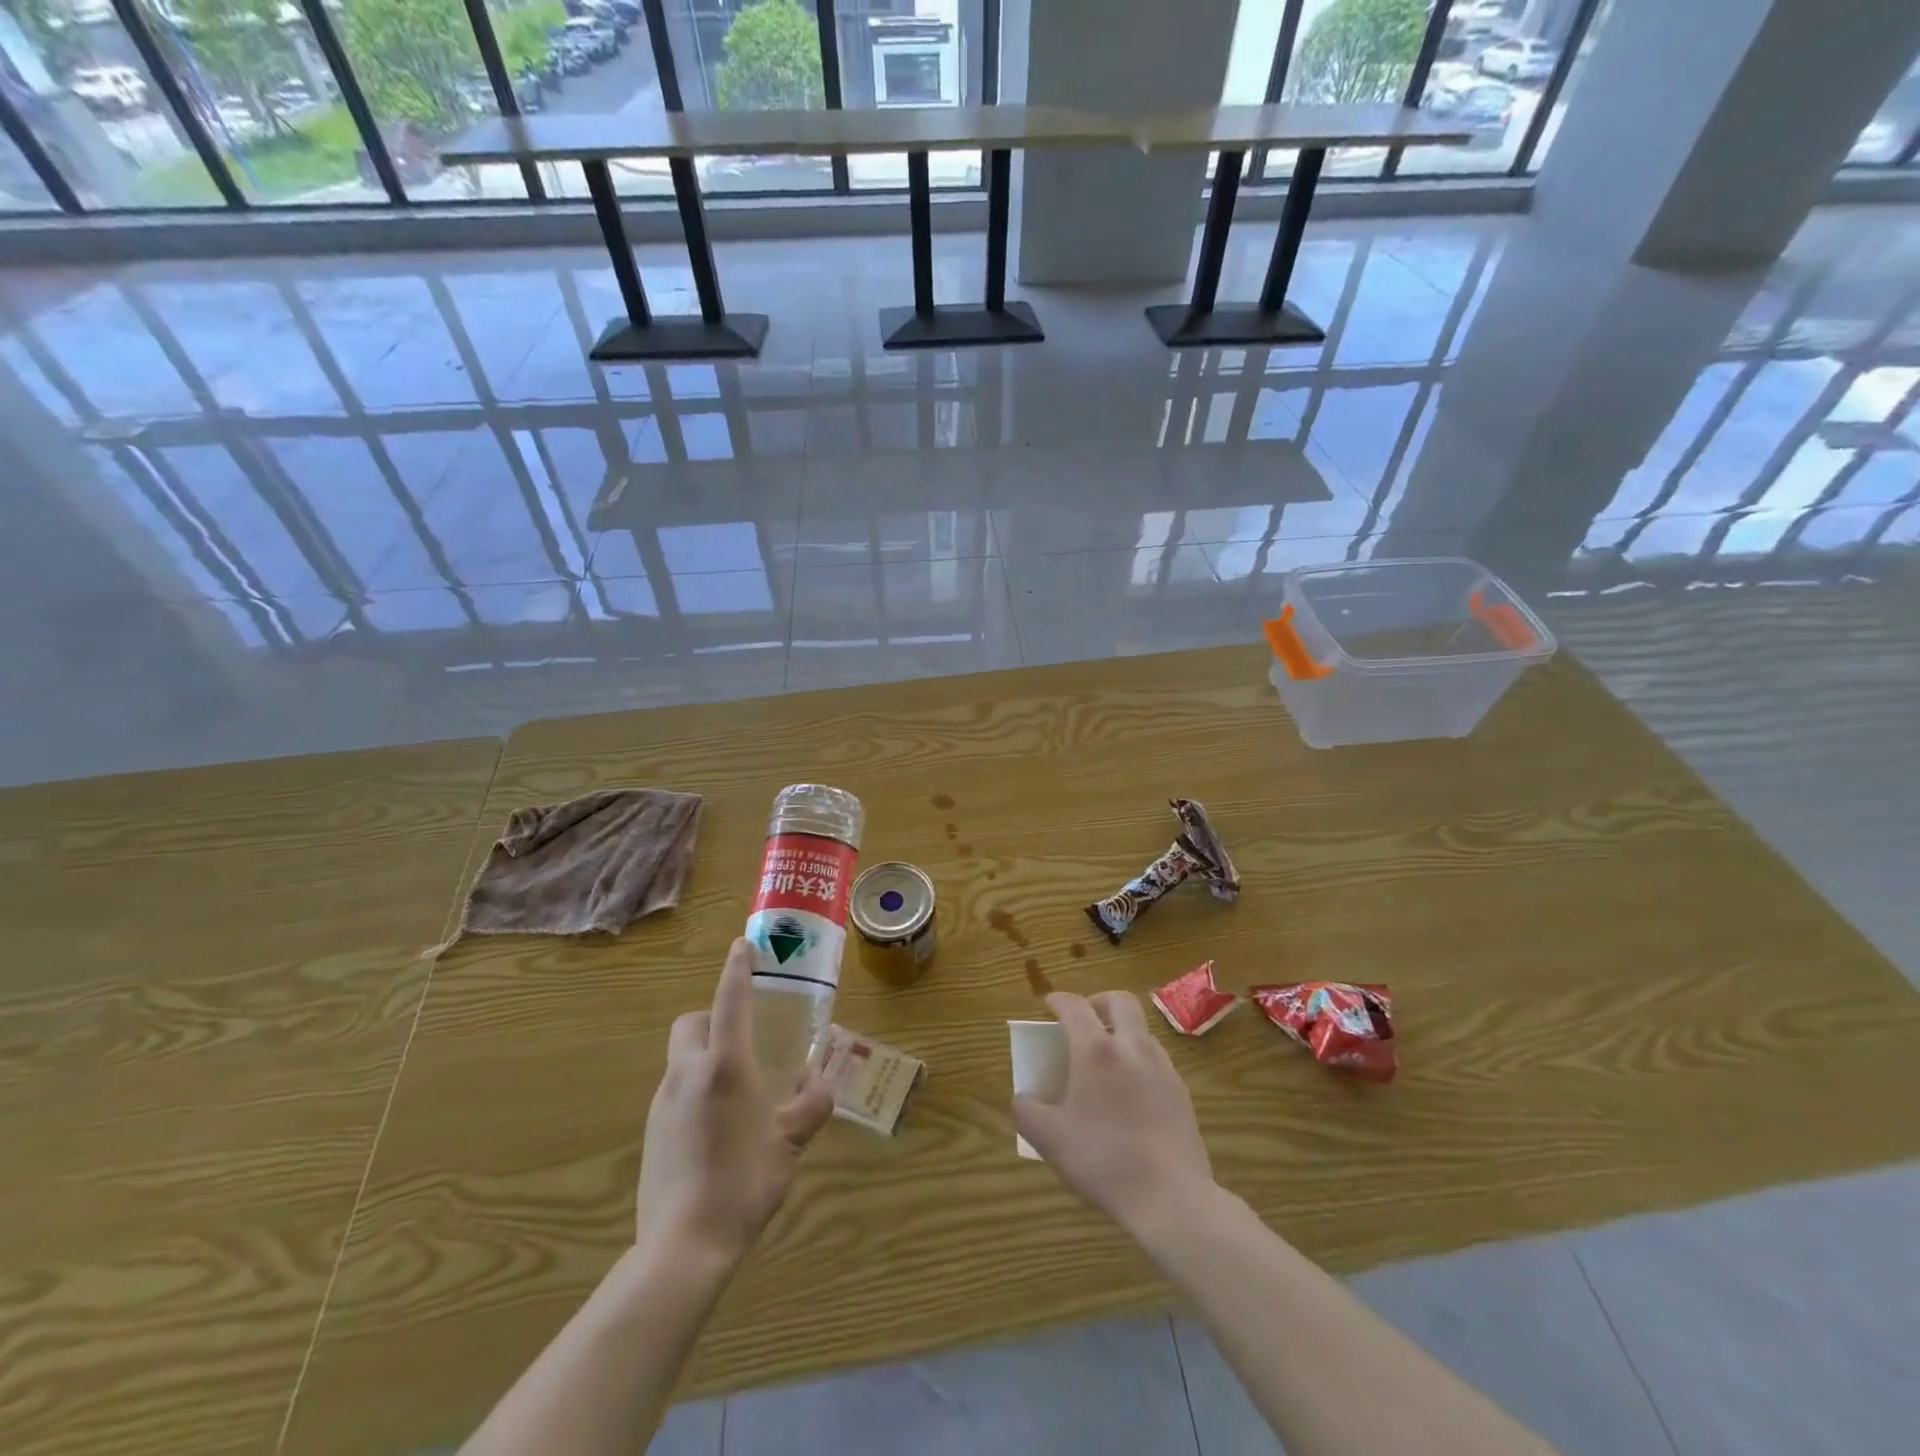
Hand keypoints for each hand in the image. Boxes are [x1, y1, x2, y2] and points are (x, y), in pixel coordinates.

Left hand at [634, 938, 834, 1264]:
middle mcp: (688, 1072)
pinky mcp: (651, 1131)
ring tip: (739, 1092)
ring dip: (706, 1057)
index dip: (738, 968)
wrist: (683, 1245)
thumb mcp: (789, 1143)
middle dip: (713, 1017)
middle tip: (744, 1039)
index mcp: (725, 1065)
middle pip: (692, 1023)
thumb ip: (810, 1107)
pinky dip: (696, 1090)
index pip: (730, 1000)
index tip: (743, 945)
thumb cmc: (744, 1181)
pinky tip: (717, 1128)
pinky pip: (676, 1091)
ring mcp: (663, 1102)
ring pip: (682, 1058)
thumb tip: (822, 1088)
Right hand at [1013, 990, 1215, 1236]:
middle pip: (1119, 1001)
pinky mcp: (1181, 1091)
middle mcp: (1132, 1047)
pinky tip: (1130, 1092)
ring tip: (1107, 1059)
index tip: (1049, 1004)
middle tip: (1085, 1020)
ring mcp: (1162, 1066)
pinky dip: (1139, 1060)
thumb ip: (1027, 1112)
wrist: (1170, 1197)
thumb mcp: (1050, 1139)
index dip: (1059, 1000)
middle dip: (1099, 1002)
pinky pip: (1156, 1059)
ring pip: (1141, 1030)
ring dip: (1122, 1031)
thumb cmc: (1103, 1160)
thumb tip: (1022, 1097)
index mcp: (1096, 1050)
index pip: (1075, 1006)